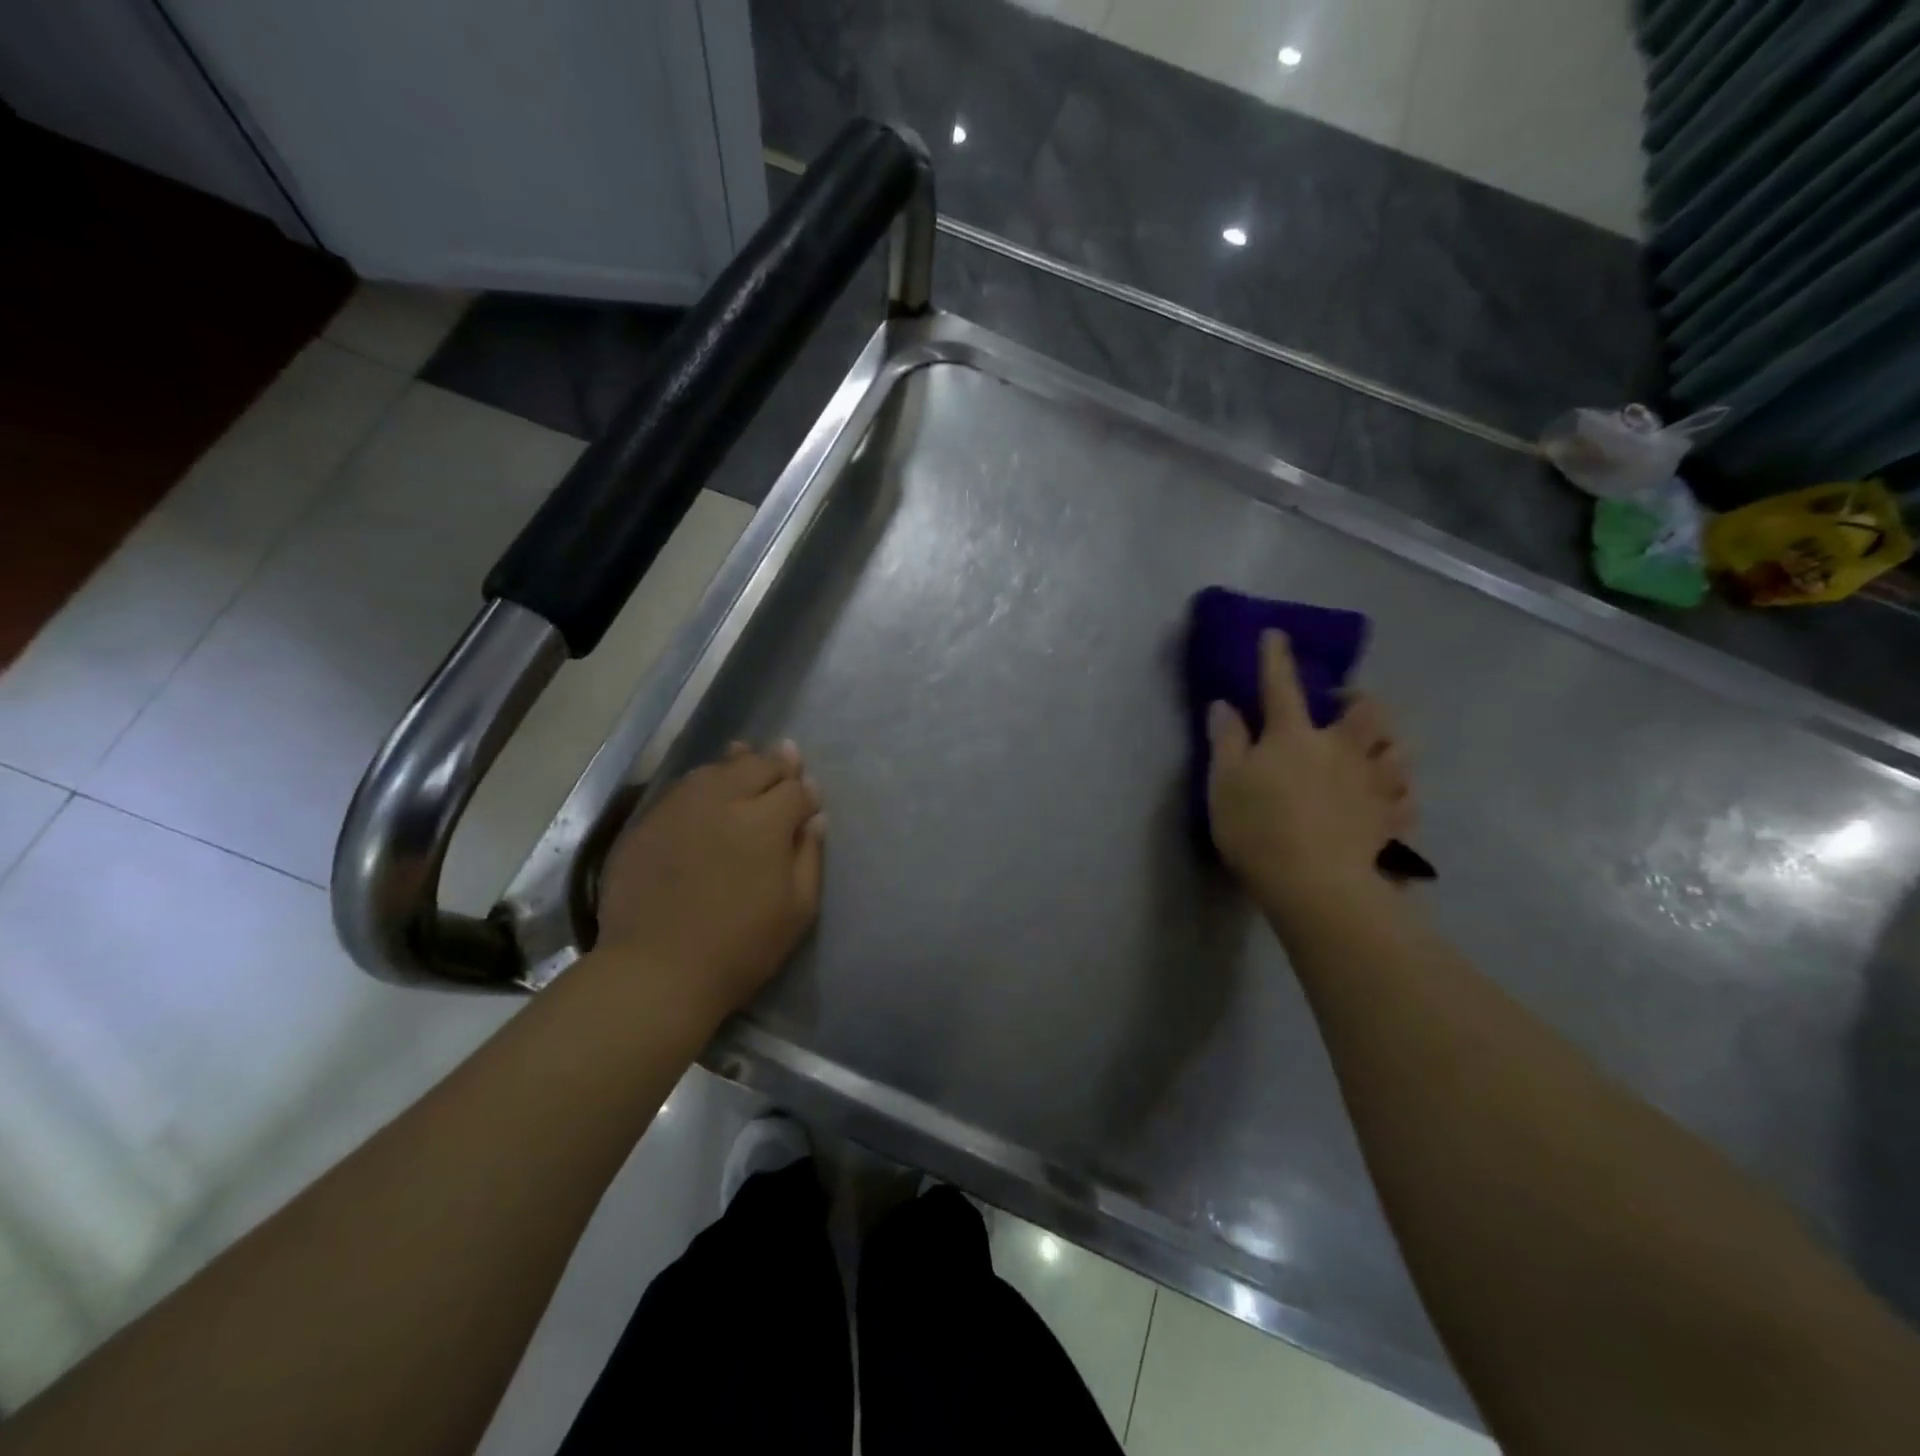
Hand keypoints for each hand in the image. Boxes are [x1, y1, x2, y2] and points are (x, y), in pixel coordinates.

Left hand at [594, 741, 824, 1021]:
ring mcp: (680, 808)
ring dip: (737, 764)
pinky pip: (683, 789)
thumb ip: (809, 856)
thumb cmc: (741, 947)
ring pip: (716, 769)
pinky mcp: (648, 823)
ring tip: (745, 757)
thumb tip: (815, 817)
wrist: (657, 971)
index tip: (811, 798)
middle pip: (756, 766)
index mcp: (764, 822)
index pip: (794, 789)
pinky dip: (703, 783)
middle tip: (787, 759)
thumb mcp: (797, 909)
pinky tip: (706, 790)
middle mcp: (722, 801)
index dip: (806, 791)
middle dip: (777, 764)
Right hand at [1207, 631, 1414, 918]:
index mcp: (1295, 735)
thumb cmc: (1258, 828)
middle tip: (1345, 702)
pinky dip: (1400, 790)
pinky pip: (1407, 797)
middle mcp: (1341, 749)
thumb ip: (1226, 740)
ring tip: (1376, 748)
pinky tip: (1390, 796)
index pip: (1282, 686)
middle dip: (1359, 696)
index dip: (1276, 658)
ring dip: (1389, 741)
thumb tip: (1224, 705)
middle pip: (1367, 709)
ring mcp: (1373, 783)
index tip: (1276, 635)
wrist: (1314, 883)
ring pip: (1399, 749)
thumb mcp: (1224, 782)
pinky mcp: (1391, 819)